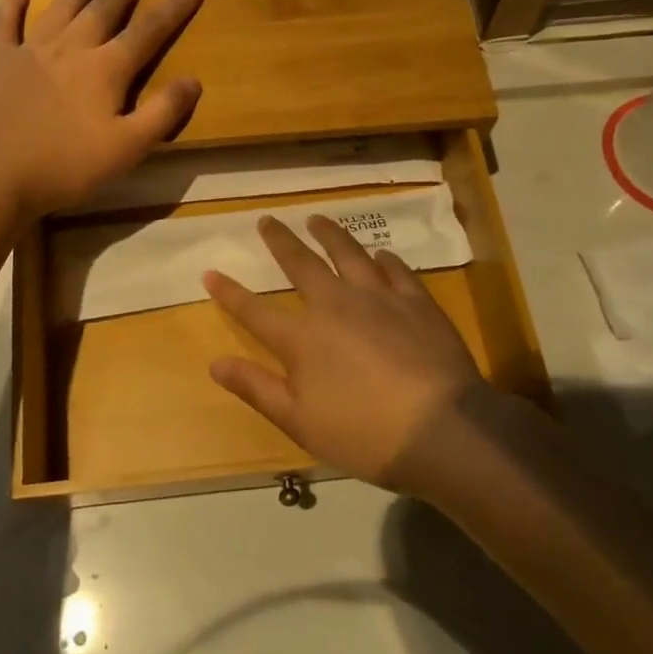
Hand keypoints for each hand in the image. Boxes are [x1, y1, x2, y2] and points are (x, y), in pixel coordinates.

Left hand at [0, 0, 203, 220]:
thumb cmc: (68, 167)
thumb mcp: (127, 149)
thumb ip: (162, 113)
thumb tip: (194, 80)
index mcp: (105, 70)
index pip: (148, 31)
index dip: (174, 8)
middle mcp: (71, 49)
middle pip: (105, 7)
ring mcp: (31, 52)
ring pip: (63, 7)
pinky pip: (6, 26)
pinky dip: (12, 7)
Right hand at [204, 215, 484, 497]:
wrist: (442, 430)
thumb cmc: (364, 434)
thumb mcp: (299, 421)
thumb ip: (256, 388)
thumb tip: (215, 363)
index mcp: (303, 339)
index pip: (255, 310)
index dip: (229, 292)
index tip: (210, 272)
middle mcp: (336, 305)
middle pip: (301, 264)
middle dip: (280, 241)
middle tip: (267, 220)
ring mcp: (379, 298)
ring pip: (348, 253)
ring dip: (329, 234)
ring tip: (317, 219)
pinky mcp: (417, 301)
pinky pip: (395, 269)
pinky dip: (382, 259)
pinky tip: (380, 254)